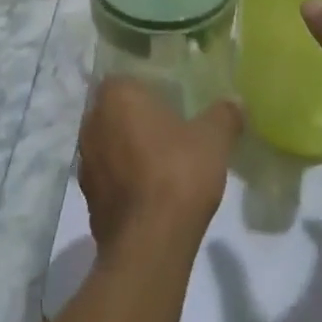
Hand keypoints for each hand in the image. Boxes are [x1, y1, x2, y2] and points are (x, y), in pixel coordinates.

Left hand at [79, 78, 241, 254]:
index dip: (147, 88)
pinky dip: (125, 180)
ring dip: (128, 150)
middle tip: (169, 129)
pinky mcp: (88, 197)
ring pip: (109, 144)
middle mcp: (92, 123)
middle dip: (137, 119)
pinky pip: (108, 177)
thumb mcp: (213, 139)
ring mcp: (86, 162)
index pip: (126, 79)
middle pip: (115, 111)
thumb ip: (224, 114)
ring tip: (161, 162)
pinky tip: (150, 192)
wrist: (150, 242)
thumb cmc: (178, 172)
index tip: (170, 101)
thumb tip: (235, 101)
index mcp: (117, 96)